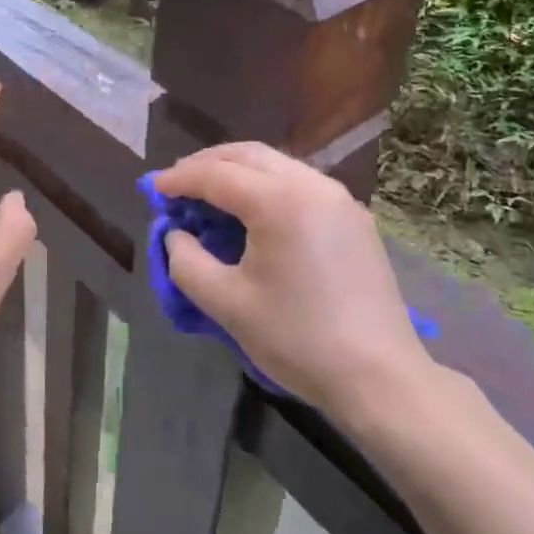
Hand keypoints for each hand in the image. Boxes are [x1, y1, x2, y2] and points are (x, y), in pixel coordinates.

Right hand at [154, 143, 434, 417]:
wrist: (380, 378)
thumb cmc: (298, 339)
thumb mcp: (227, 304)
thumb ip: (187, 262)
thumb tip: (176, 234)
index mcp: (279, 201)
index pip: (217, 175)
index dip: (180, 179)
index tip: (153, 189)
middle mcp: (311, 185)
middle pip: (248, 155)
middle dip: (207, 163)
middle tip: (177, 182)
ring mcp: (338, 198)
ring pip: (277, 164)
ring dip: (238, 170)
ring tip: (210, 191)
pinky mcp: (354, 217)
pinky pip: (299, 182)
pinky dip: (267, 184)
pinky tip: (253, 209)